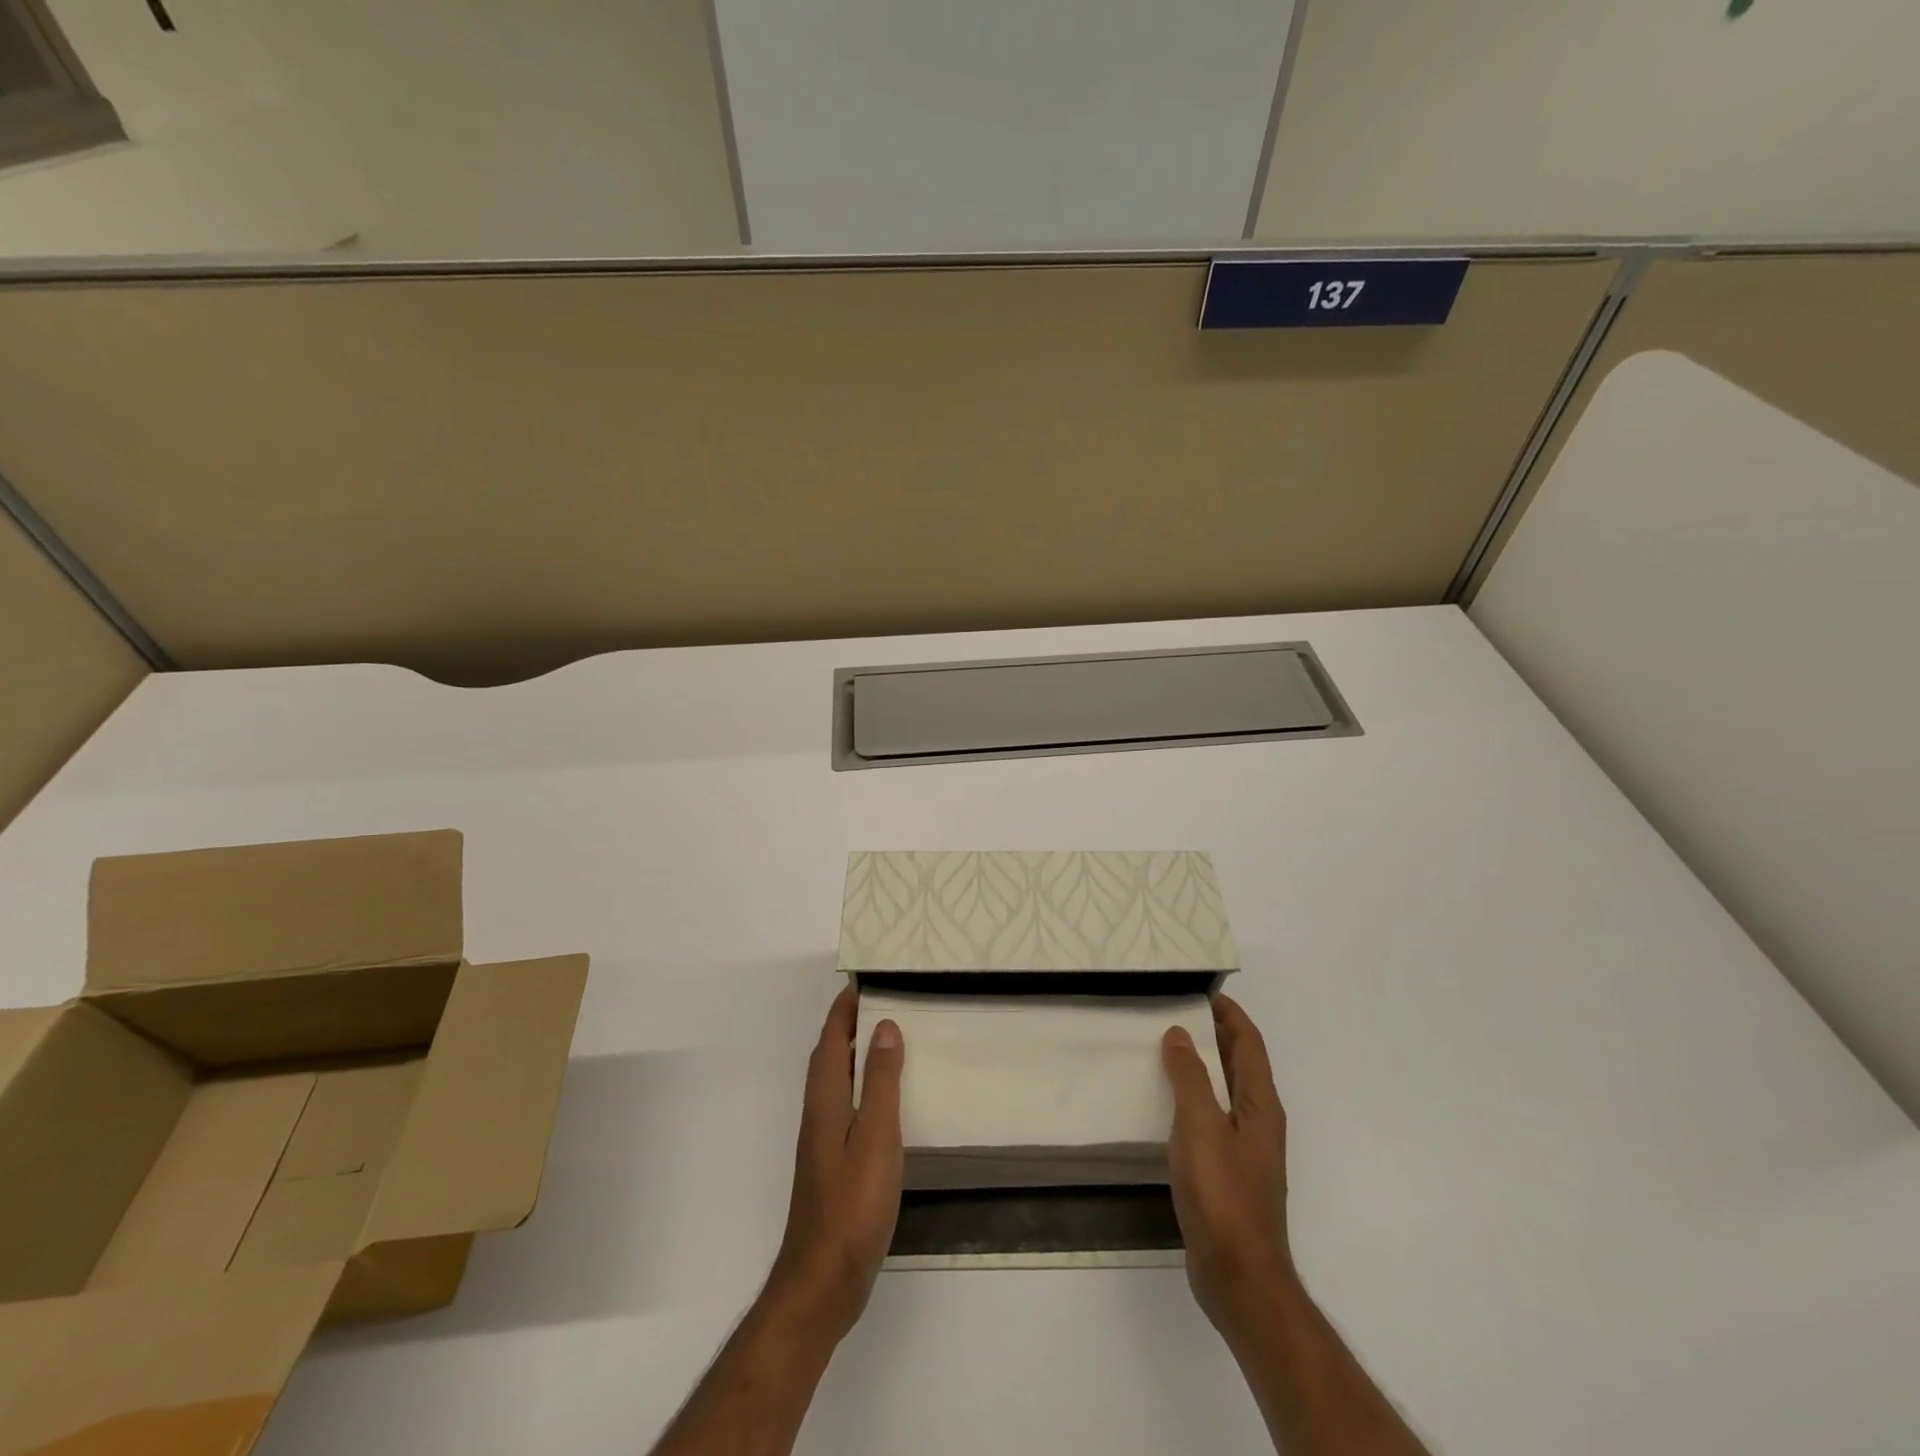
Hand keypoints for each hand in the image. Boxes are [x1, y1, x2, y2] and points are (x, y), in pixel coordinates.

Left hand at [767, 985, 904, 1342]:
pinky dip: (863, 1084)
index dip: (844, 1008)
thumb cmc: (853, 1203)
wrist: (823, 1280)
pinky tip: (886, 1099)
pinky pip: (847, 1104)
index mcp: (826, 1099)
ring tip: (889, 1038)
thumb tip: (885, 1027)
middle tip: (883, 1002)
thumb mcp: (876, 1135)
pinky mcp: (833, 1163)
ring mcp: (823, 1140)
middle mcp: (819, 1112)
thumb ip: (881, 1081)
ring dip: (855, 1053)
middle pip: (829, 1055)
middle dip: (849, 1024)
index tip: (863, 980)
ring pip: (837, 1080)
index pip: (831, 1038)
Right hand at [1162, 993, 1296, 1346]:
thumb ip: (1190, 1076)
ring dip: (1201, 1067)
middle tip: (1174, 1014)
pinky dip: (1192, 1099)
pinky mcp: (1228, 1174)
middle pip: (1240, 1065)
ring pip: (1224, 1092)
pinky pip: (1211, 1119)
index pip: (1249, 1044)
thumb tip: (1180, 1034)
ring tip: (1163, 1050)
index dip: (1230, 1015)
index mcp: (1260, 1105)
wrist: (1239, 1276)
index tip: (1203, 992)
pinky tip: (1165, 1105)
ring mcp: (1245, 1150)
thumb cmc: (1222, 1193)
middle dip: (1214, 1035)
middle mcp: (1258, 1122)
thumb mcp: (1200, 1125)